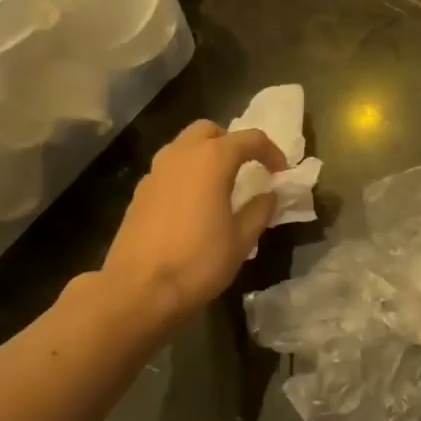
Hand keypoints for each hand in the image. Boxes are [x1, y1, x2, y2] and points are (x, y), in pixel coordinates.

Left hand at [99, 121, 286, 333]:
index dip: (271, 151)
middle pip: (209, 131)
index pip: (250, 139)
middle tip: (247, 169)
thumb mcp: (242, 240)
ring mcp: (155, 172)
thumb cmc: (199, 262)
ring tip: (222, 186)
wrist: (138, 290)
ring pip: (184, 146)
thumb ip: (259, 210)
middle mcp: (181, 155)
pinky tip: (195, 204)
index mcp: (212, 160)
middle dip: (232, 143)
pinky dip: (187, 174)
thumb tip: (269, 194)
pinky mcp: (140, 192)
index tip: (281, 172)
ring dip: (206, 156)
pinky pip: (169, 169)